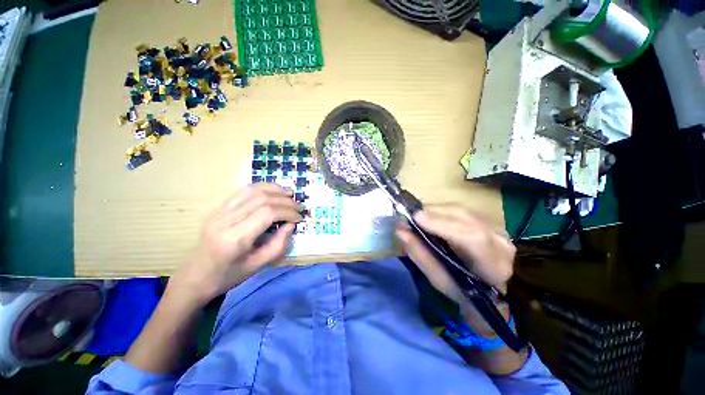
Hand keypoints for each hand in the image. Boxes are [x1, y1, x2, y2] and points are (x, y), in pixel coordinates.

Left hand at [170, 183, 301, 305]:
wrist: (195, 277)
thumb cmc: (228, 276)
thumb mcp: (258, 266)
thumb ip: (278, 244)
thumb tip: (291, 225)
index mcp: (234, 239)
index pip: (267, 213)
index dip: (287, 212)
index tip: (298, 218)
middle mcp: (225, 221)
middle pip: (261, 200)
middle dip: (284, 201)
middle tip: (298, 206)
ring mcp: (219, 212)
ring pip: (251, 191)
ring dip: (274, 190)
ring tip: (289, 193)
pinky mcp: (218, 209)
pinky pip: (242, 191)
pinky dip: (261, 188)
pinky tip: (272, 190)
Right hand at [395, 204, 514, 306]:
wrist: (487, 291)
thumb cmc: (461, 291)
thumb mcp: (438, 279)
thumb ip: (419, 253)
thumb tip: (400, 229)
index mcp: (494, 266)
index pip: (472, 237)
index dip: (442, 224)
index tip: (416, 217)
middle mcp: (500, 242)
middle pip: (464, 217)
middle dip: (432, 213)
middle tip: (409, 216)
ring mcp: (497, 228)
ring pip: (460, 210)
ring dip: (434, 211)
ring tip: (417, 217)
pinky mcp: (488, 221)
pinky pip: (460, 210)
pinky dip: (441, 211)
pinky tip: (430, 217)